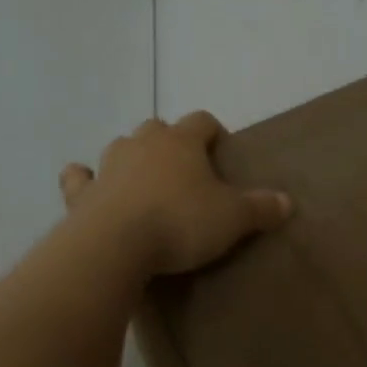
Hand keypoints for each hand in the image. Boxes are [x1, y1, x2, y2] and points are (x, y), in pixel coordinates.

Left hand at [60, 112, 291, 277]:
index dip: (213, 132)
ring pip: (121, 146)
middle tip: (184, 171)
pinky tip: (88, 185)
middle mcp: (143, 144)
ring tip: (144, 180)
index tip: (221, 150)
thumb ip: (261, 208)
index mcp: (181, 142)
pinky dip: (84, 179)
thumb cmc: (180, 222)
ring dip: (132, 157)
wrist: (115, 245)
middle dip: (170, 142)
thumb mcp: (232, 219)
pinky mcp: (82, 192)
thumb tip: (287, 201)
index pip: (202, 120)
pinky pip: (79, 176)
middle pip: (158, 128)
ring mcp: (108, 165)